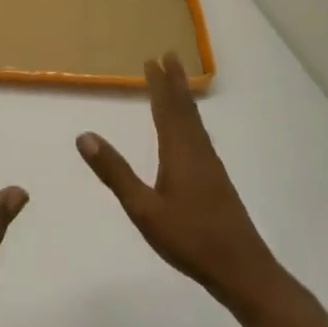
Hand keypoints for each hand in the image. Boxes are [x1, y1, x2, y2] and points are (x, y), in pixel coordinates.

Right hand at [77, 53, 277, 306]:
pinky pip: (199, 136)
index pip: (166, 109)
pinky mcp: (217, 181)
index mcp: (179, 152)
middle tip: (169, 55)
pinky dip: (190, 120)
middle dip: (175, 82)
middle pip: (185, 109)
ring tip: (177, 84)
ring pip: (195, 122)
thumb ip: (115, 173)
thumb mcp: (144, 209)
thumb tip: (85, 136)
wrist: (242, 270)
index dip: (159, 84)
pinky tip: (189, 132)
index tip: (152, 59)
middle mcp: (197, 152)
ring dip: (184, 99)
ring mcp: (210, 167)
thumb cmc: (190, 239)